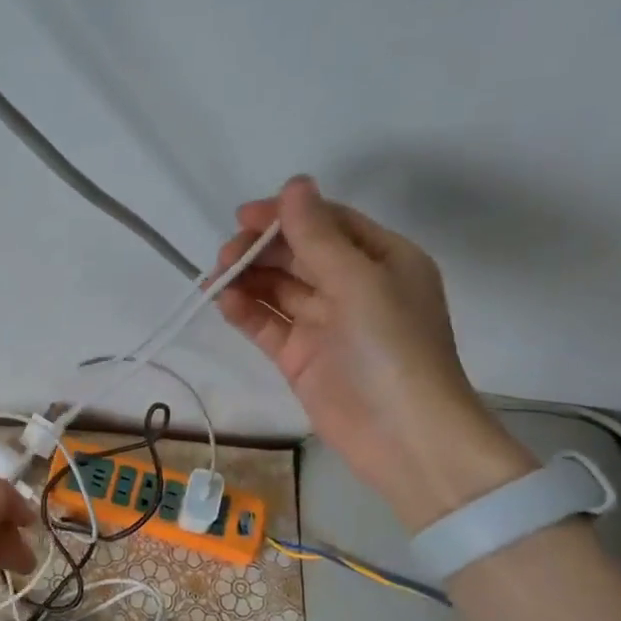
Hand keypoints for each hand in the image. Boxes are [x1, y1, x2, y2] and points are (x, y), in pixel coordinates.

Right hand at [215, 175, 534, 529]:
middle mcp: (352, 286)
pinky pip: (267, 323)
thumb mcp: (359, 281)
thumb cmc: (392, 348)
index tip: (244, 216)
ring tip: (217, 278)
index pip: (327, 223)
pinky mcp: (300, 355)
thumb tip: (294, 184)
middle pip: (297, 253)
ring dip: (247, 278)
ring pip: (277, 287)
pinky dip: (246, 311)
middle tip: (227, 254)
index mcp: (381, 260)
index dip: (286, 215)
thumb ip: (319, 235)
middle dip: (261, 249)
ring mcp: (324, 323)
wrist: (404, 437)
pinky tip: (225, 303)